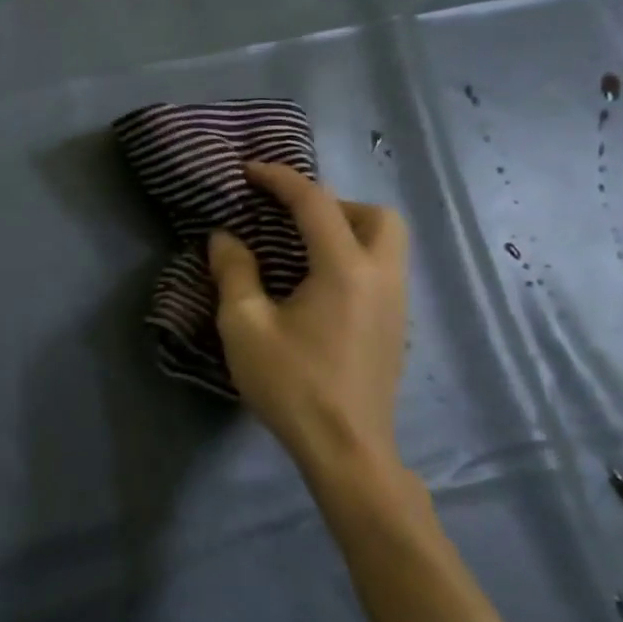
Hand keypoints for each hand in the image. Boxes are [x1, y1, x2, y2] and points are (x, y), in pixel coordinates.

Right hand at [208, 163, 409, 483]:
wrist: (346, 449)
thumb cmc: (291, 384)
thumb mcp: (245, 325)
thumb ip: (234, 272)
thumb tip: (226, 238)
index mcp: (345, 269)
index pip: (315, 203)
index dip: (280, 179)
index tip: (248, 172)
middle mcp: (382, 276)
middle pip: (377, 215)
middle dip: (332, 203)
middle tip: (290, 218)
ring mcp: (396, 303)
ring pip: (387, 242)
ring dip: (347, 229)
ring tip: (300, 248)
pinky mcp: (395, 326)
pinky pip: (383, 269)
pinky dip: (354, 256)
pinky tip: (317, 285)